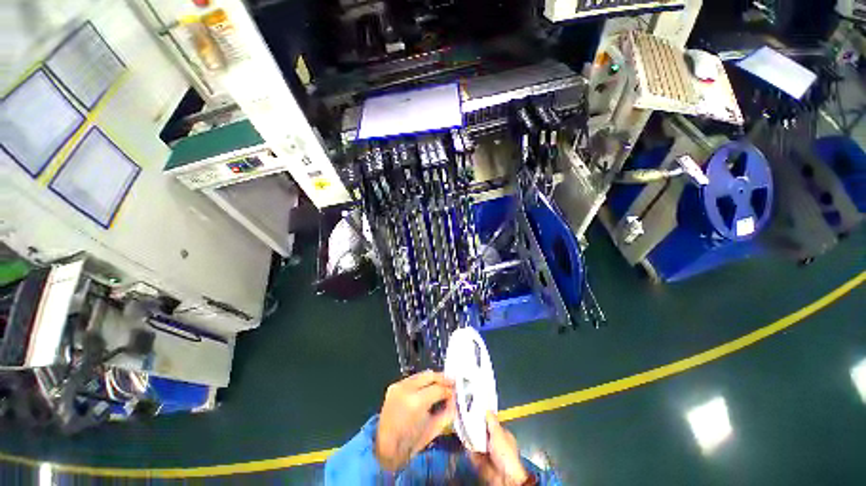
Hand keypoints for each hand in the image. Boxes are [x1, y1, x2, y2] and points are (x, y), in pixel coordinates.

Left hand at [375, 370, 455, 470]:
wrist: (385, 447)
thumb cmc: (411, 442)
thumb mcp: (434, 429)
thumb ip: (447, 413)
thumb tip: (456, 400)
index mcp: (416, 402)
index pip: (438, 388)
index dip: (449, 389)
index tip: (456, 391)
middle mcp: (406, 389)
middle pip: (429, 375)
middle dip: (442, 378)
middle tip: (452, 382)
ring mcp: (398, 385)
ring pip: (421, 374)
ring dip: (433, 379)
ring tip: (441, 384)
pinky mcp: (394, 385)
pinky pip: (413, 379)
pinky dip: (422, 381)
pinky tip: (428, 387)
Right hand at [470, 412, 530, 485]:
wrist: (504, 477)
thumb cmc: (505, 454)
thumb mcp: (498, 433)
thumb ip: (492, 421)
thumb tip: (488, 409)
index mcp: (503, 435)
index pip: (492, 424)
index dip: (484, 419)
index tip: (474, 413)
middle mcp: (496, 444)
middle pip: (483, 433)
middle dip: (475, 429)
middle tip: (466, 421)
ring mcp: (489, 454)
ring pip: (478, 443)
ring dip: (471, 439)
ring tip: (463, 430)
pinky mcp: (482, 463)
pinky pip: (474, 454)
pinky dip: (469, 450)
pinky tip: (464, 444)